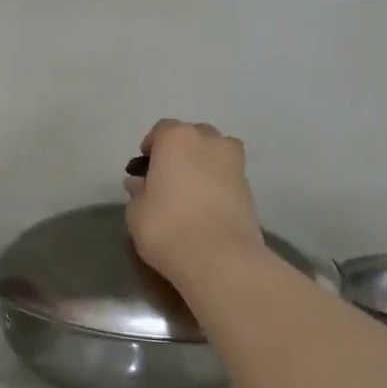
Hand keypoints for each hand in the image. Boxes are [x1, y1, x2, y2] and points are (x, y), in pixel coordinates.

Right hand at [124, 120, 267, 289]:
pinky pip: (228, 174)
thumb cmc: (167, 227)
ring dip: (203, 162)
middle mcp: (209, 141)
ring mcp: (234, 162)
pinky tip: (206, 205)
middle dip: (180, 151)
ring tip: (190, 189)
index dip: (151, 147)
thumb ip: (138, 191)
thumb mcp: (136, 212)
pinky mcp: (249, 187)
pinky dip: (217, 182)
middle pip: (193, 136)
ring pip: (215, 152)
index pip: (162, 130)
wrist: (219, 257)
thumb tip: (139, 183)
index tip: (143, 169)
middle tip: (167, 178)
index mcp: (177, 138)